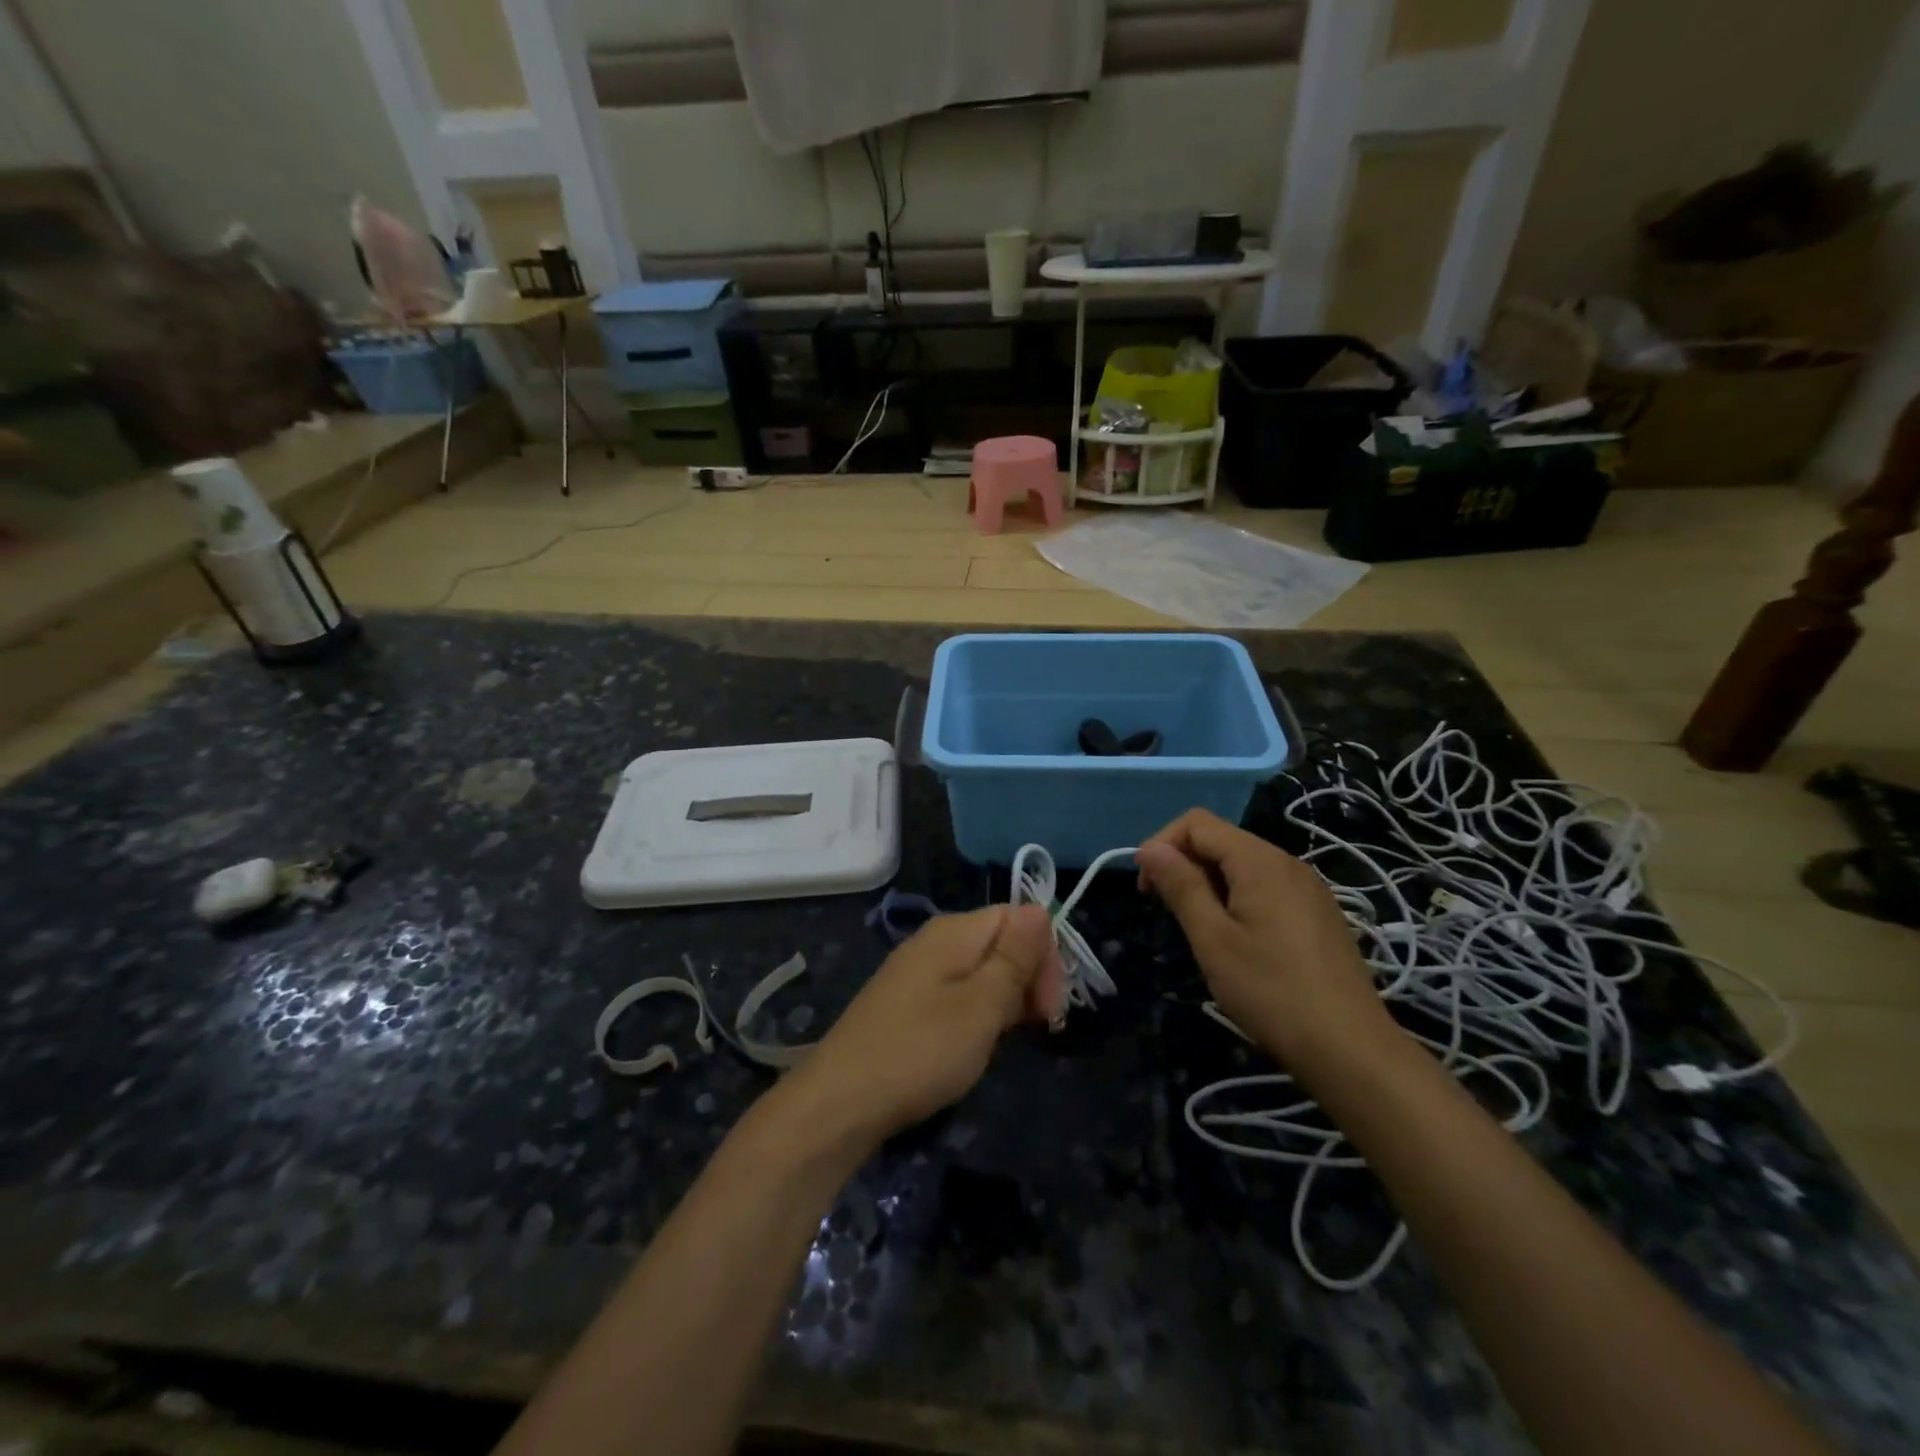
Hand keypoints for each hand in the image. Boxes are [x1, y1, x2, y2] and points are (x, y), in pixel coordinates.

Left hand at [780, 905, 1064, 1144]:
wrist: (840, 1101)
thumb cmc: (920, 1051)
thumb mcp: (981, 1006)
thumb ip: (1015, 957)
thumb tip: (1041, 909)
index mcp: (954, 931)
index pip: (1019, 917)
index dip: (1045, 955)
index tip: (1050, 1007)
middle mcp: (935, 940)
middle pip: (1000, 941)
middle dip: (1027, 978)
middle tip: (1035, 1027)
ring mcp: (917, 971)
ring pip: (981, 970)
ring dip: (1004, 1000)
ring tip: (1002, 1040)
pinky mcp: (906, 1001)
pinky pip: (957, 992)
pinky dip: (976, 1013)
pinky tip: (973, 1045)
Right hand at [1135, 809, 1397, 1080]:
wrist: (1352, 1050)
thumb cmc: (1272, 992)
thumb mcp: (1213, 940)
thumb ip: (1181, 887)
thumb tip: (1149, 849)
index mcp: (1260, 861)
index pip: (1196, 822)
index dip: (1162, 844)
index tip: (1147, 890)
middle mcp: (1286, 862)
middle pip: (1221, 839)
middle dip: (1183, 863)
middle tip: (1166, 910)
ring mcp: (1307, 888)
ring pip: (1242, 864)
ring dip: (1208, 882)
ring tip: (1197, 928)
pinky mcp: (1317, 913)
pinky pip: (1265, 886)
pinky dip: (1236, 897)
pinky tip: (1235, 939)